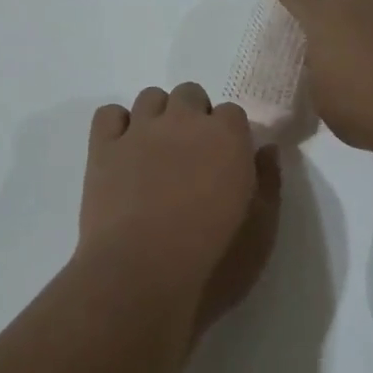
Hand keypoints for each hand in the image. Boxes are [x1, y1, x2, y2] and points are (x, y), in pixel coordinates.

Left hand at [80, 82, 282, 333]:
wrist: (141, 278)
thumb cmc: (213, 261)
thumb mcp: (261, 231)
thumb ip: (269, 183)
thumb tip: (267, 150)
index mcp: (227, 137)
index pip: (232, 112)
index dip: (229, 135)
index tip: (226, 162)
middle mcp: (183, 122)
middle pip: (190, 94)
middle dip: (194, 116)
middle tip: (192, 156)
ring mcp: (139, 132)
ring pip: (150, 97)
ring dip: (158, 116)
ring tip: (157, 151)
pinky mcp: (103, 149)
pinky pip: (109, 114)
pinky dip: (118, 124)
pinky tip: (124, 149)